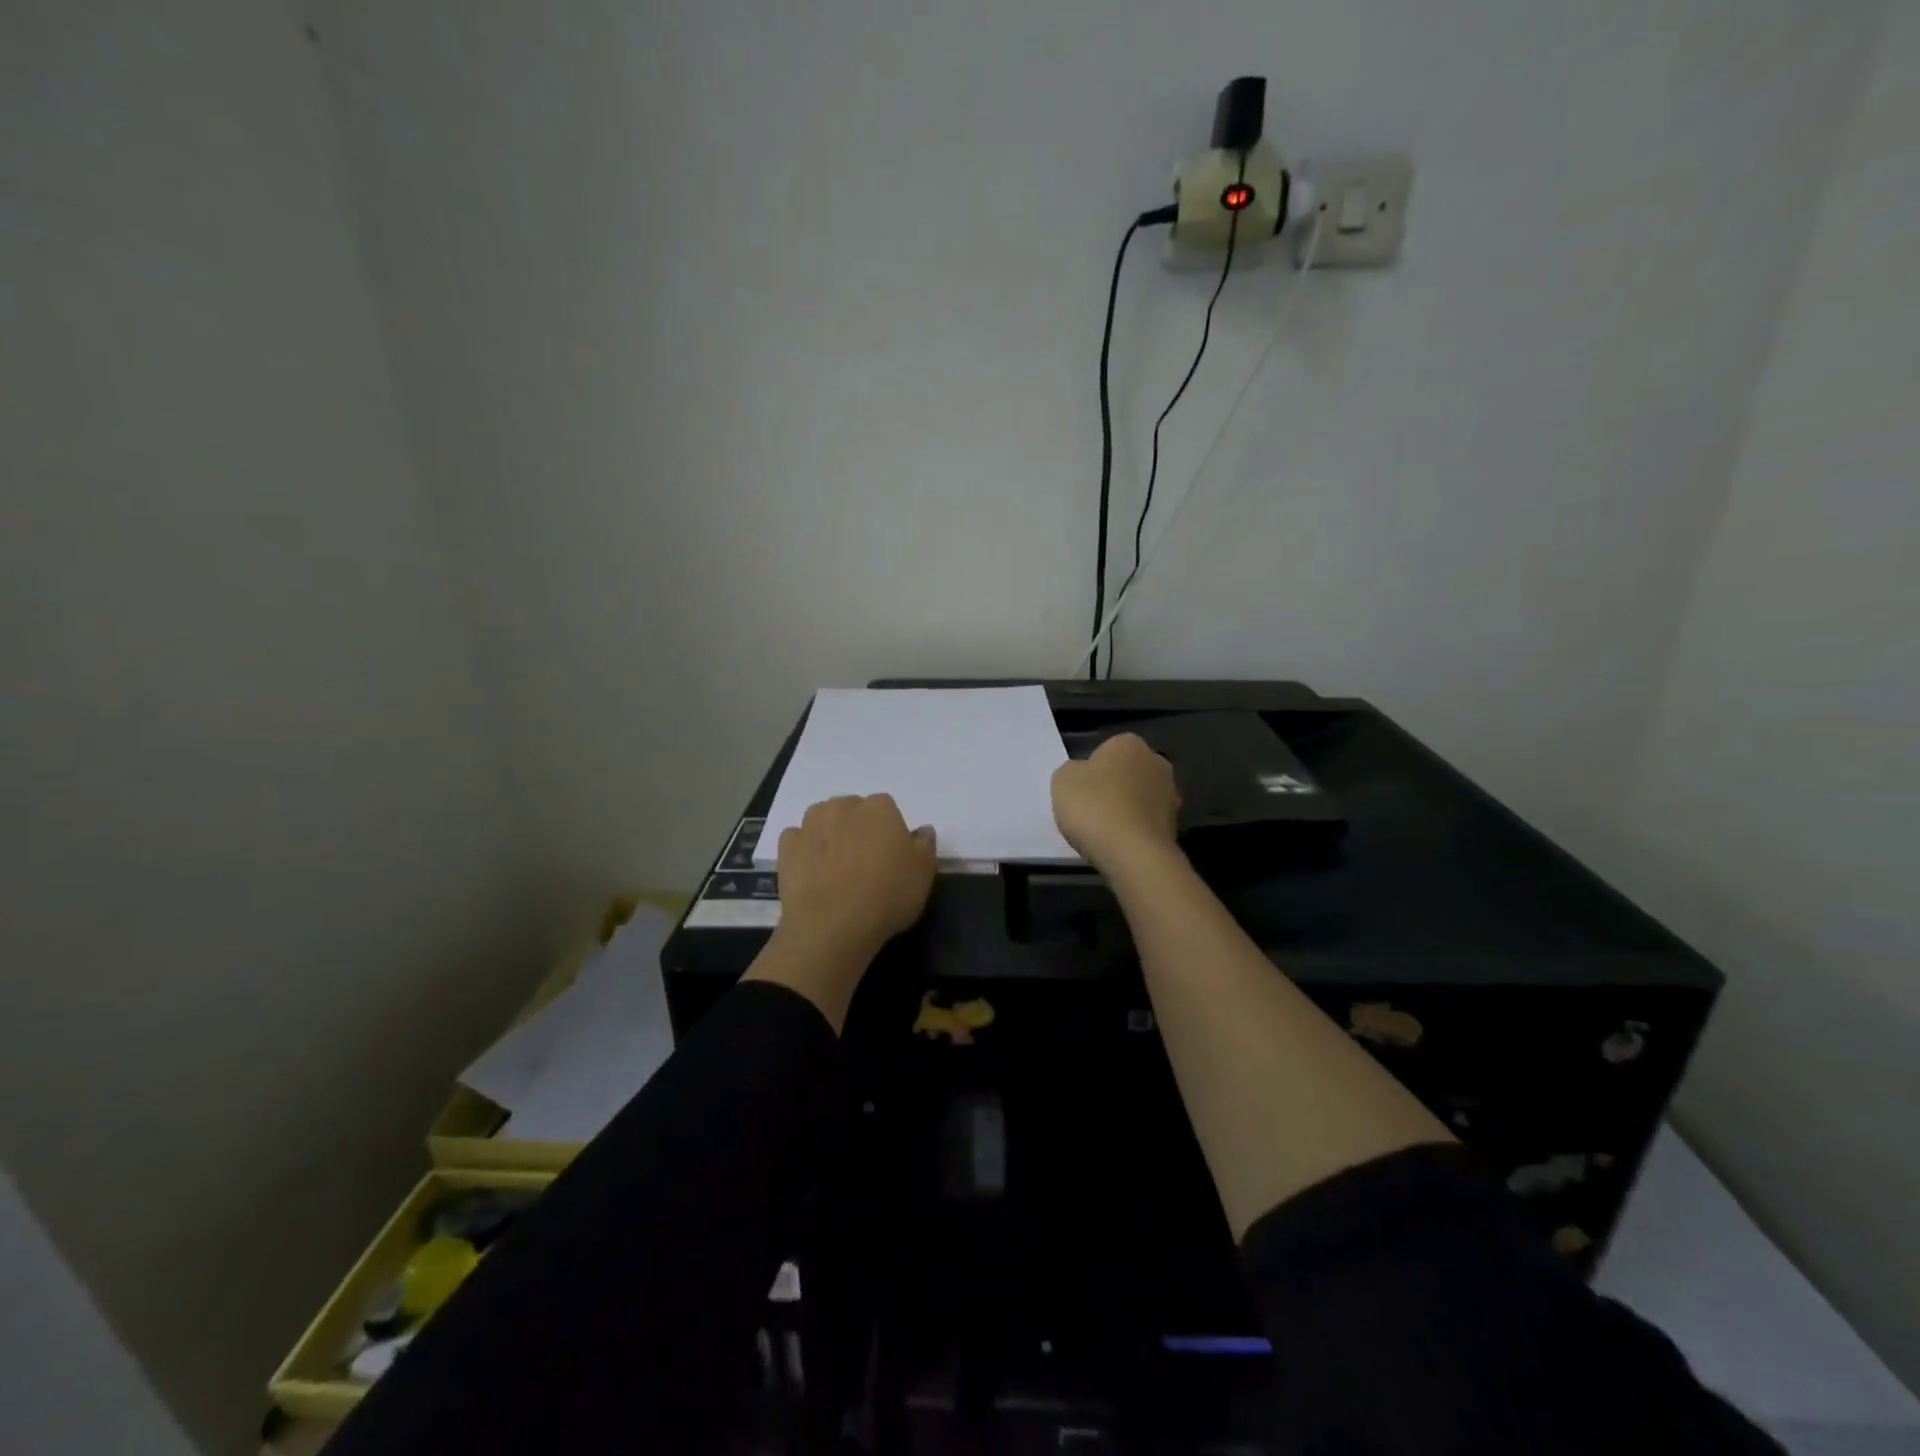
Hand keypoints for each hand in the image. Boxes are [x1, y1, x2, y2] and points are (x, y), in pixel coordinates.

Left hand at [775, 794, 936, 963]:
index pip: (886, 808)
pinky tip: (812, 871)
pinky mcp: (787, 846)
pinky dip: (803, 849)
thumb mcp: (924, 873)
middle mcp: (843, 806)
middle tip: (863, 861)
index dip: (888, 831)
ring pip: (823, 819)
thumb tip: (922, 830)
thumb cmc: (888, 895)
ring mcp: (811, 824)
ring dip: (829, 833)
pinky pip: (797, 839)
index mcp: (880, 808)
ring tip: (836, 865)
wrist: (834, 925)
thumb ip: (925, 845)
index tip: (890, 855)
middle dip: (856, 828)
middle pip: (852, 810)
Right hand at [1050, 733, 1179, 872]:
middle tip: (1089, 810)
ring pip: (1139, 798)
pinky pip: (1146, 822)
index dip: (1090, 771)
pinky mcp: (1176, 825)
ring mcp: (1171, 794)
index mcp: (1129, 743)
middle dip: (1112, 787)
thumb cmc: (1094, 807)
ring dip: (1125, 809)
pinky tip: (1119, 844)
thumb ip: (1072, 771)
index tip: (1079, 791)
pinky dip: (1134, 830)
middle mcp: (1156, 762)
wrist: (1132, 854)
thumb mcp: (1062, 780)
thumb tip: (1083, 774)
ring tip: (1103, 832)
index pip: (1105, 750)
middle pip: (1126, 773)